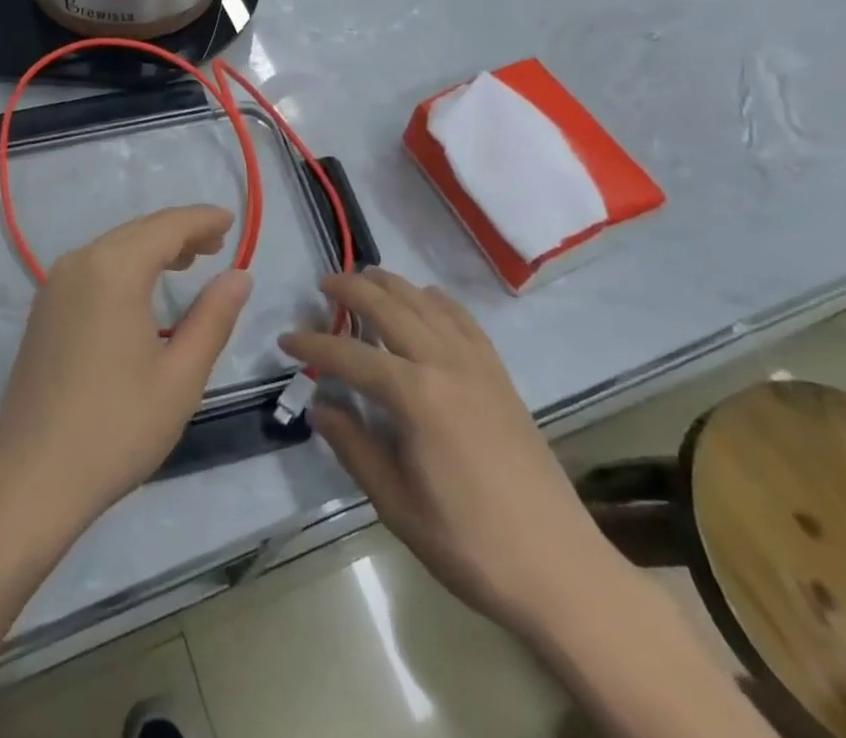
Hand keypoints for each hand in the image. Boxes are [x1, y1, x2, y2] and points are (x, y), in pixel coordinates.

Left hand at [0, 206, 251, 531]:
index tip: (231, 219)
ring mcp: (55, 285)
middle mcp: (79, 263)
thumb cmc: (117, 427)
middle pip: (138, 231)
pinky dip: (126, 265)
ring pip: (114, 247)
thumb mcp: (180, 376)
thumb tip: (239, 276)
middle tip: (218, 243)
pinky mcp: (45, 309)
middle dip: (179, 232)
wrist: (32, 478)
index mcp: (113, 270)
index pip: (166, 227)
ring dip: (152, 247)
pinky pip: (94, 268)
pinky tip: (144, 288)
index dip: (201, 220)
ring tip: (190, 260)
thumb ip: (213, 318)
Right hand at [281, 269, 630, 641]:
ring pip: (426, 303)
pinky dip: (438, 301)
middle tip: (323, 284)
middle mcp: (444, 363)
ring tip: (365, 277)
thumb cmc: (469, 543)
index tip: (285, 339)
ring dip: (391, 284)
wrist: (560, 569)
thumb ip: (353, 447)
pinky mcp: (500, 375)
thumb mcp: (396, 504)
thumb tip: (319, 406)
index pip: (349, 355)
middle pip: (389, 307)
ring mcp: (477, 364)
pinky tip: (426, 297)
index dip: (313, 344)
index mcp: (414, 395)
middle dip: (351, 289)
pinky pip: (465, 320)